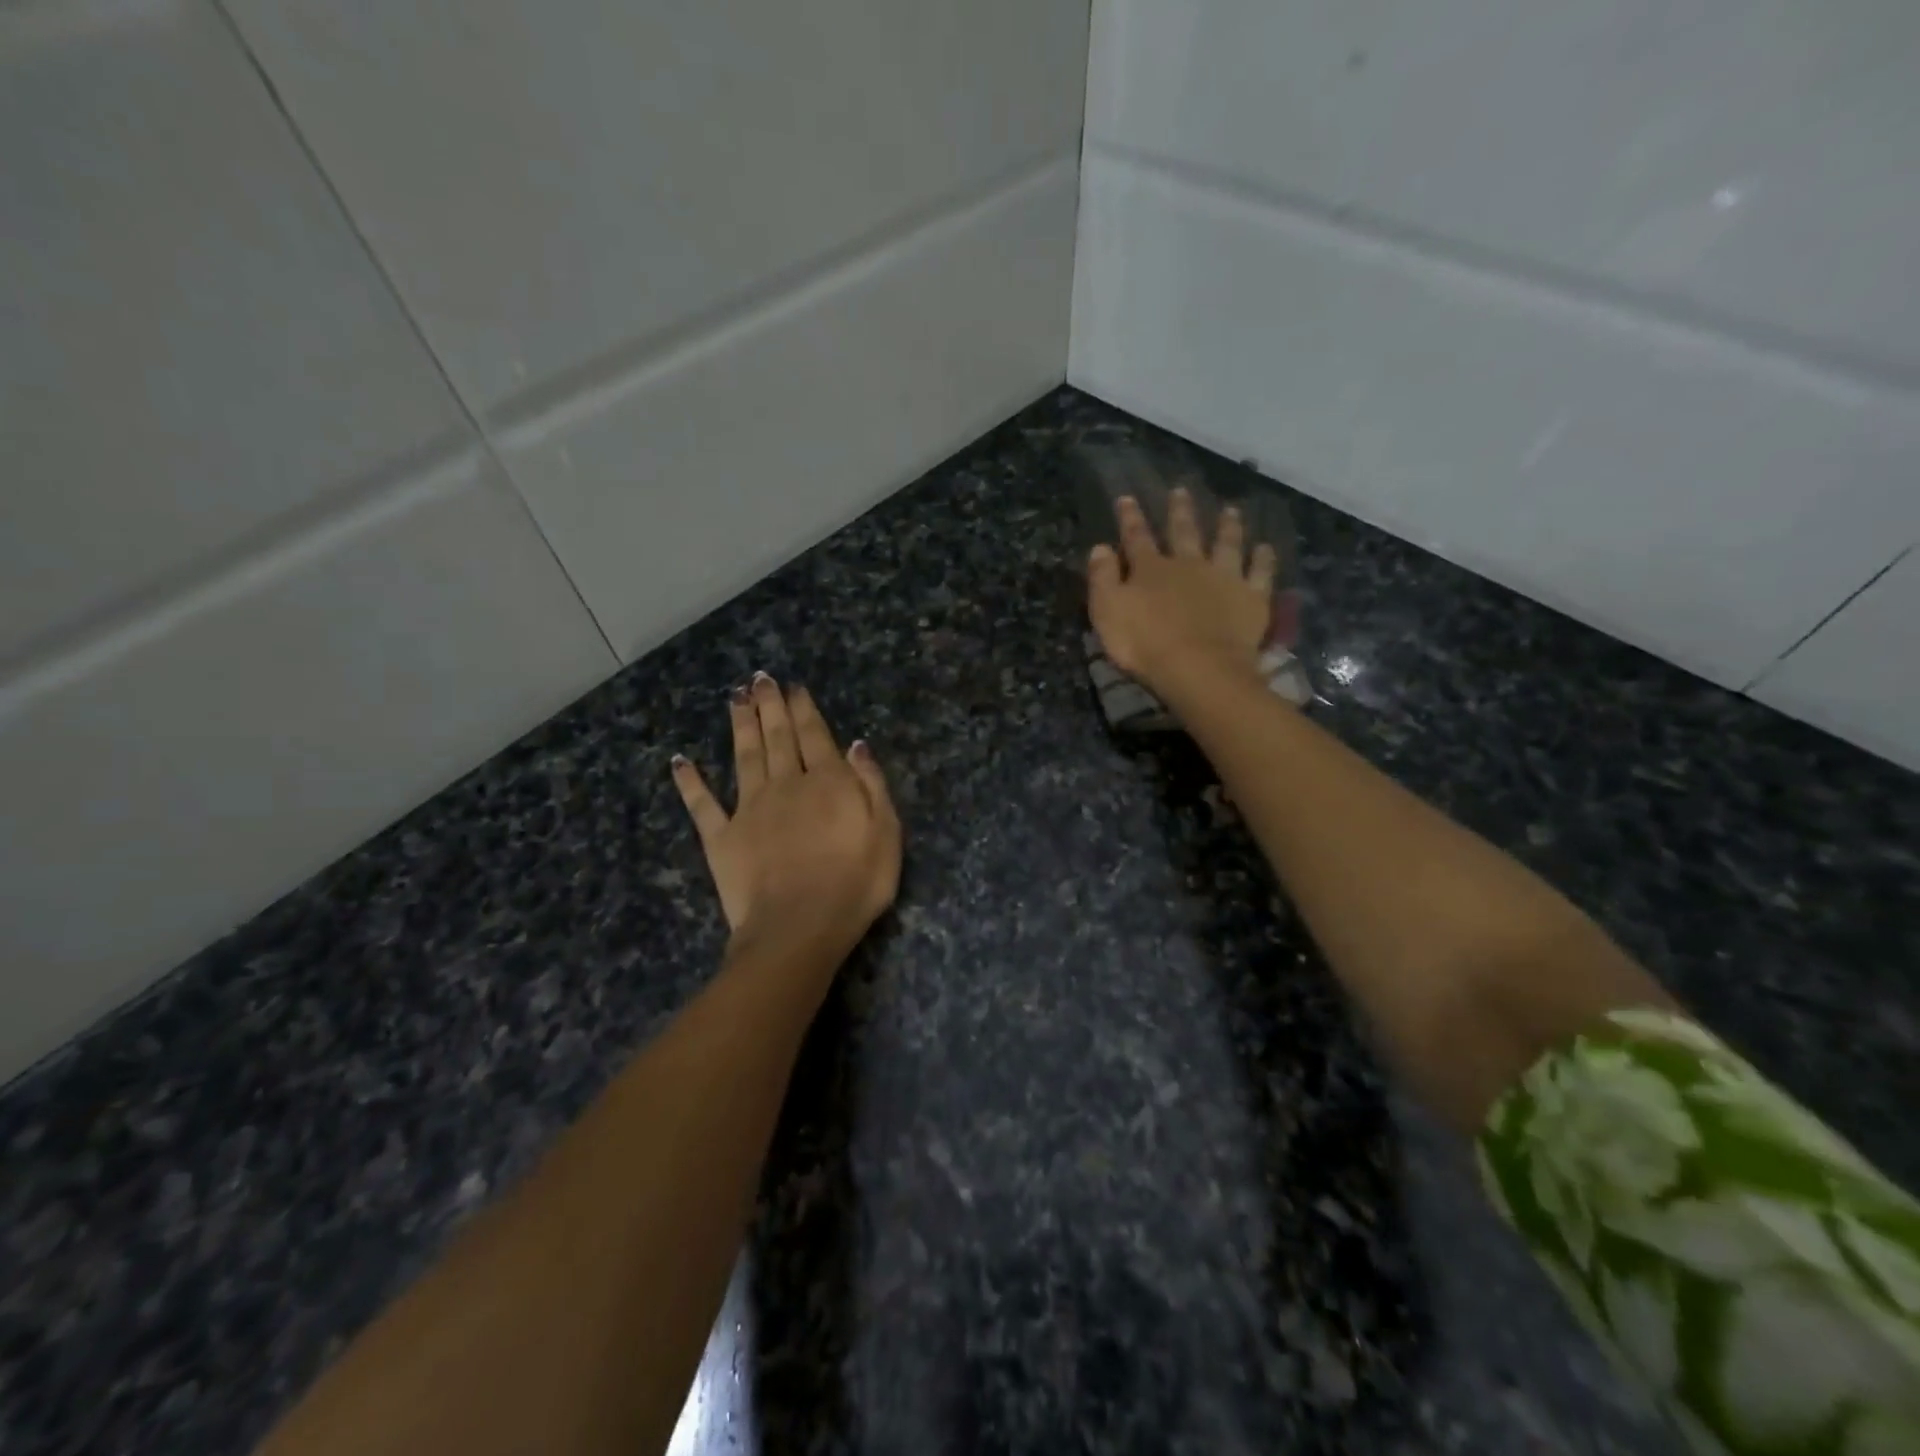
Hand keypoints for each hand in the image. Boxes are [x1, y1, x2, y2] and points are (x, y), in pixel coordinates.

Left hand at [672, 674, 901, 961]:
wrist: (799, 928)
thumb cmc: (855, 884)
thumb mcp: (886, 832)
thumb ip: (872, 784)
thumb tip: (855, 744)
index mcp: (826, 782)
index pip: (814, 735)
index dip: (804, 709)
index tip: (794, 687)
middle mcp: (784, 785)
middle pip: (776, 737)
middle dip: (769, 706)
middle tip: (759, 679)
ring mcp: (749, 809)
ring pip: (742, 757)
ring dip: (739, 725)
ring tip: (734, 698)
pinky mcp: (721, 838)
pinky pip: (702, 804)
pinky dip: (690, 782)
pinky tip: (680, 761)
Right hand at [1087, 489, 1277, 699]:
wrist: (1198, 668)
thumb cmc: (1145, 644)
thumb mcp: (1107, 612)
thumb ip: (1102, 578)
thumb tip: (1100, 547)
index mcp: (1150, 569)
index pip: (1137, 537)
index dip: (1130, 518)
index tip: (1127, 497)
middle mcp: (1189, 564)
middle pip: (1184, 532)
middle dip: (1180, 511)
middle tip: (1181, 490)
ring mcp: (1224, 578)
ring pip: (1226, 544)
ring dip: (1227, 526)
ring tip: (1231, 510)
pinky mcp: (1251, 597)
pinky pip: (1260, 573)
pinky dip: (1263, 559)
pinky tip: (1265, 548)